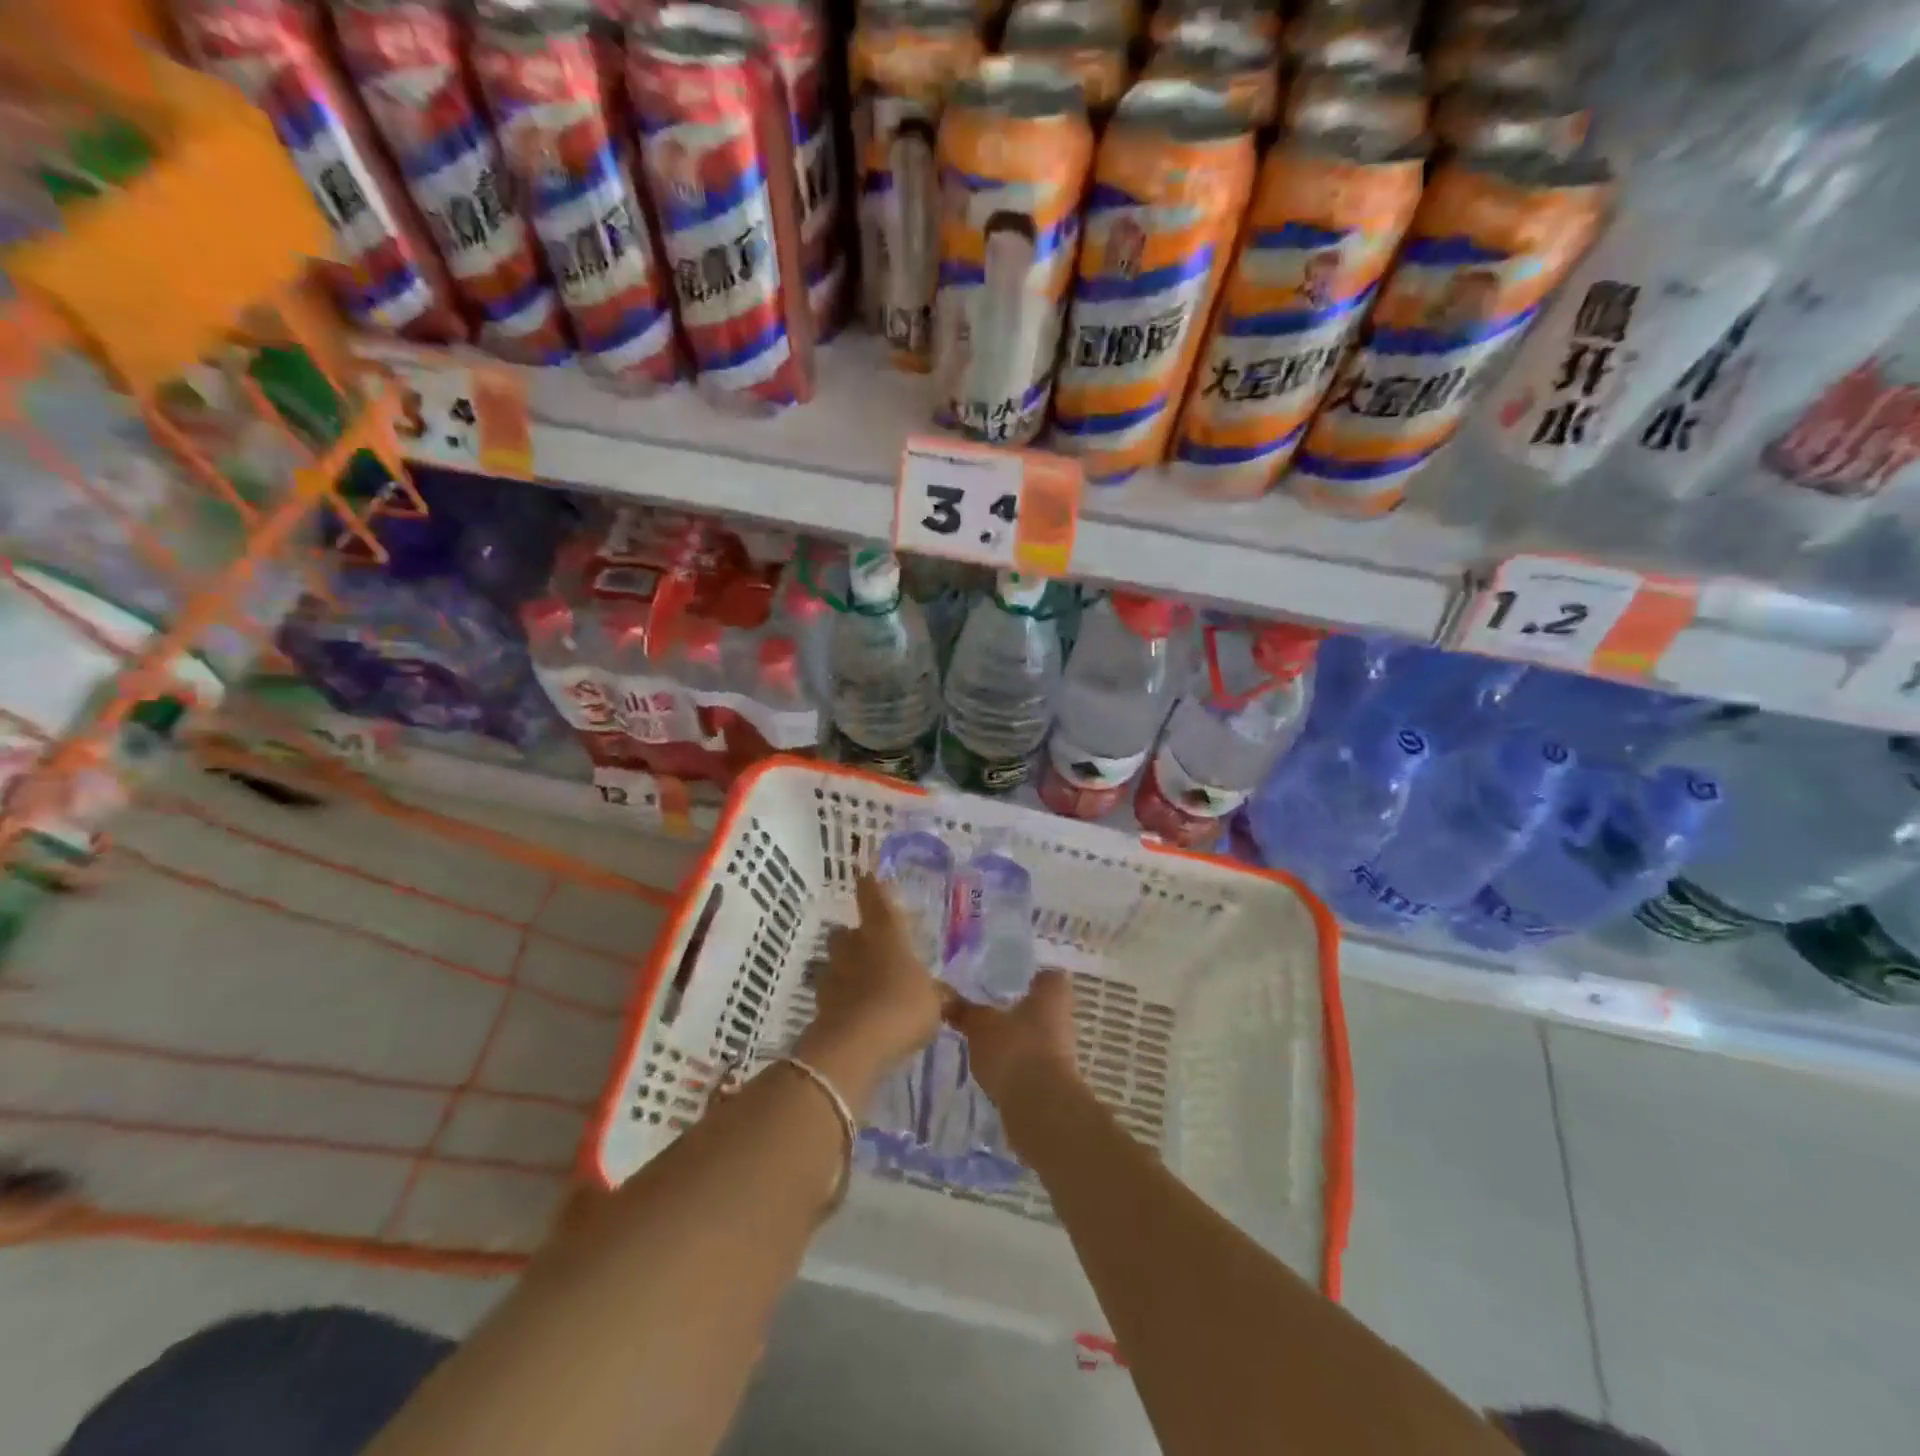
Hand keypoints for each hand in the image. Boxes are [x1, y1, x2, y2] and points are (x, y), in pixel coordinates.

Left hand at [795, 875, 945, 1110]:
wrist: (854, 1047)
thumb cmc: (901, 1008)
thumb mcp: (934, 1002)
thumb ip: (937, 994)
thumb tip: (945, 993)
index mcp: (885, 935)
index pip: (875, 900)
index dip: (871, 887)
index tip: (865, 874)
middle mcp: (855, 947)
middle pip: (847, 932)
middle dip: (856, 937)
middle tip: (873, 948)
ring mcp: (833, 975)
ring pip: (836, 962)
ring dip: (847, 969)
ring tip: (866, 985)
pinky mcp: (821, 1004)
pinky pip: (833, 994)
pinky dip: (843, 999)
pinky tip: (858, 1013)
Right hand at [944, 968, 1080, 1111]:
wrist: (1040, 1107)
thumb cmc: (1015, 1049)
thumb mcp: (980, 1026)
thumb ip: (964, 1010)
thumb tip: (943, 996)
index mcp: (1052, 991)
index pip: (1046, 970)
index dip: (1027, 970)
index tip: (1004, 971)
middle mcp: (1063, 1015)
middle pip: (1040, 1002)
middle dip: (1016, 1003)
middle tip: (985, 1000)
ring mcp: (1061, 1047)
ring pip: (1035, 1030)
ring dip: (1014, 1032)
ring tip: (982, 1031)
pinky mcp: (1054, 1076)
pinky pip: (1031, 1056)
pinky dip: (1014, 1057)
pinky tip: (991, 1060)